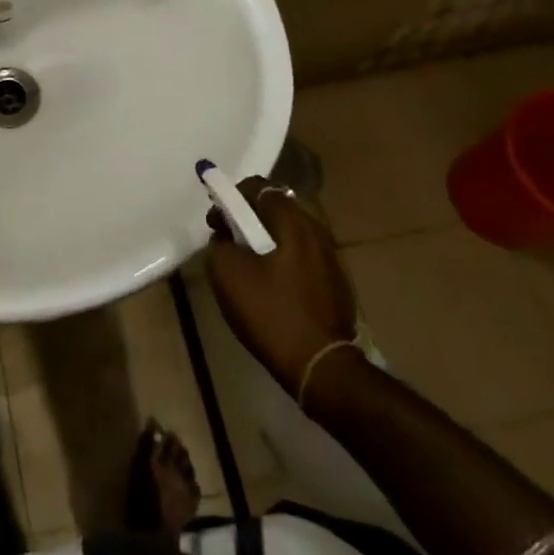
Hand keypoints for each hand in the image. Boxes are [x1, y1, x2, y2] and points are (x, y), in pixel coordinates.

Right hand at [204, 181, 358, 400]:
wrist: (321, 367)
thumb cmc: (271, 313)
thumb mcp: (227, 273)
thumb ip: (220, 243)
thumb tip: (227, 237)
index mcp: (293, 222)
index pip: (259, 187)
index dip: (232, 197)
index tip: (216, 219)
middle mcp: (317, 232)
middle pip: (276, 209)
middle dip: (248, 219)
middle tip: (228, 240)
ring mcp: (331, 258)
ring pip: (290, 235)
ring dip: (266, 241)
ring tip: (247, 265)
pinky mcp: (337, 284)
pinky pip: (302, 257)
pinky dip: (282, 260)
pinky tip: (270, 286)